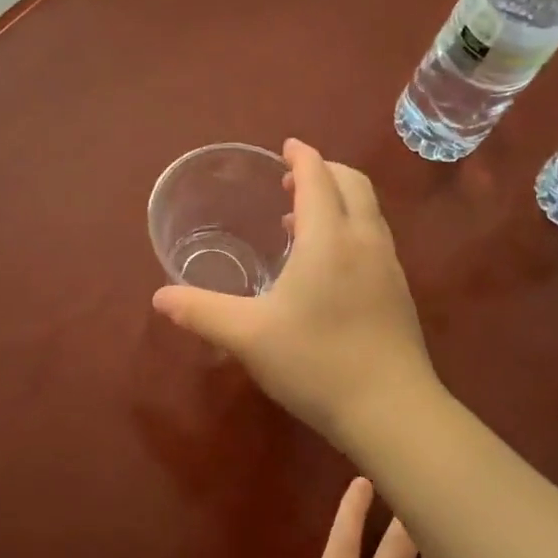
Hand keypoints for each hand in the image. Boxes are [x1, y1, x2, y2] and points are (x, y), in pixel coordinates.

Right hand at [152, 138, 437, 444]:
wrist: (392, 411)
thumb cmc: (316, 362)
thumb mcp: (248, 336)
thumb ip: (201, 311)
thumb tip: (159, 297)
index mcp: (329, 238)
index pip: (318, 177)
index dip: (301, 157)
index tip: (286, 147)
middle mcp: (364, 241)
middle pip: (352, 184)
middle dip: (323, 172)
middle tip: (291, 182)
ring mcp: (389, 267)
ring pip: (367, 213)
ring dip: (338, 202)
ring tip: (302, 222)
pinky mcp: (399, 294)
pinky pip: (374, 240)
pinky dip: (350, 230)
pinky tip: (327, 268)